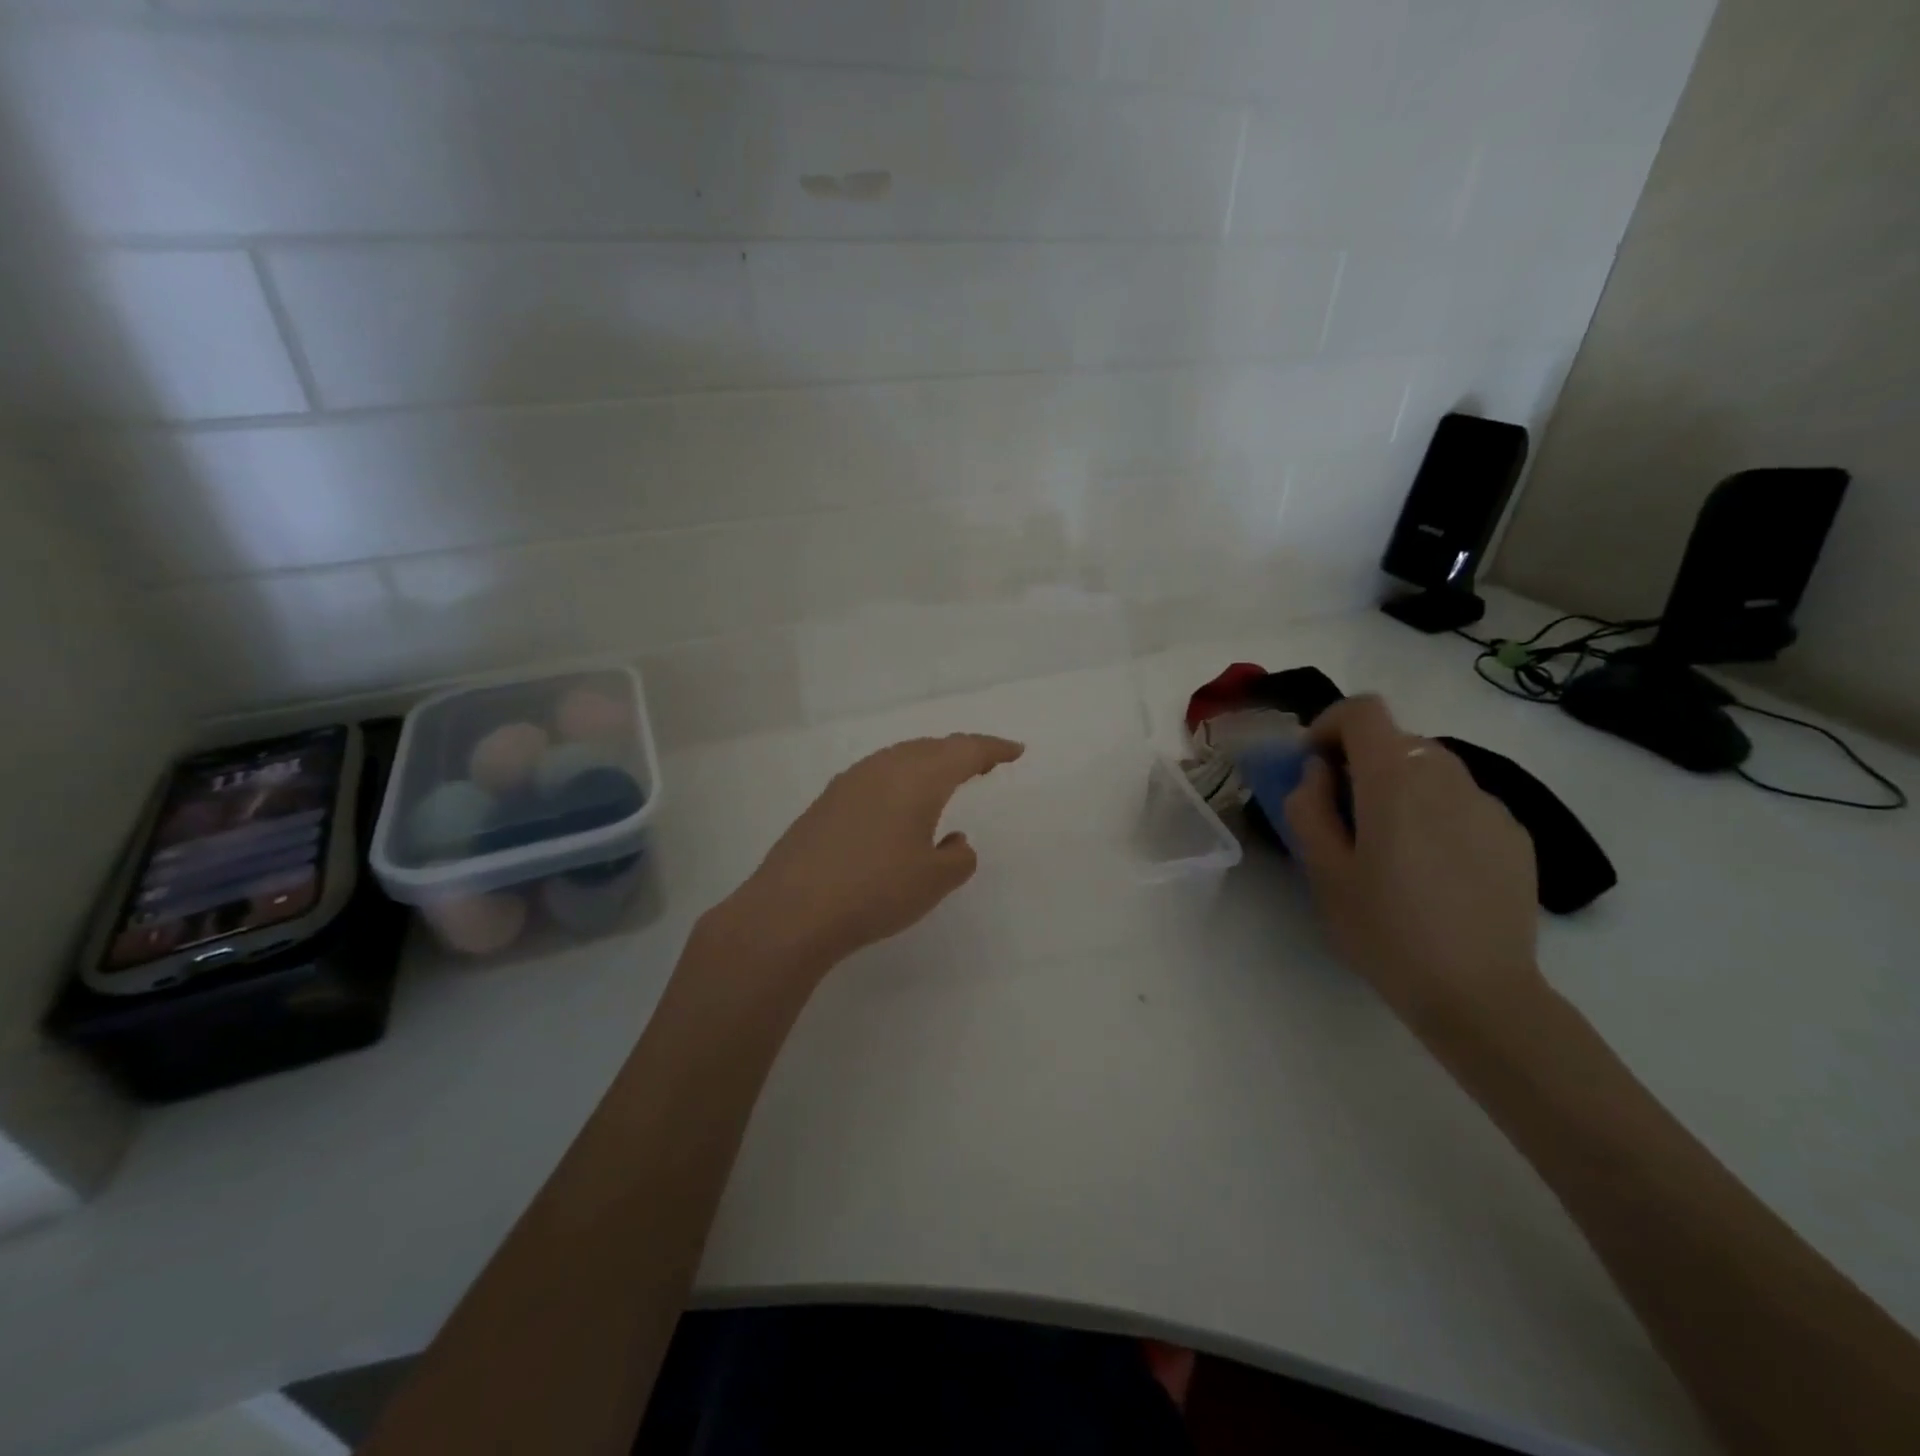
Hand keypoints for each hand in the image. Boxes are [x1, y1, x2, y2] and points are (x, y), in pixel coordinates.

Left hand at [719, 734, 1024, 975]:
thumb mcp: (933, 881)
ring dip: (928, 763)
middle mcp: (883, 768)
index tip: (1015, 751)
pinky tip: (898, 804)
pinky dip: (900, 778)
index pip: (965, 751)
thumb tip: (955, 843)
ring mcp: (850, 782)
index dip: (993, 748)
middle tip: (984, 763)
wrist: (791, 911)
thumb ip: (957, 858)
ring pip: (900, 757)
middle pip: (931, 747)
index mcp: (917, 778)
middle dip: (961, 752)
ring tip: (945, 779)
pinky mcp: (827, 801)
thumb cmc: (874, 891)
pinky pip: (876, 774)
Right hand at [1283, 695, 1542, 1025]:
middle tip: (1343, 815)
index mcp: (1395, 781)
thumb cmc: (1384, 931)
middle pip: (1397, 739)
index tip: (1314, 766)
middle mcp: (1448, 777)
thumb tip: (1319, 772)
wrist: (1478, 994)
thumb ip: (1308, 806)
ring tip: (1389, 846)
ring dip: (1400, 787)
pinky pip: (1464, 801)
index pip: (1364, 711)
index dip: (1330, 725)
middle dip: (1362, 762)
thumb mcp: (1322, 871)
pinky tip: (1433, 869)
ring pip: (1432, 769)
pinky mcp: (1515, 835)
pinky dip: (1436, 813)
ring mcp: (1490, 805)